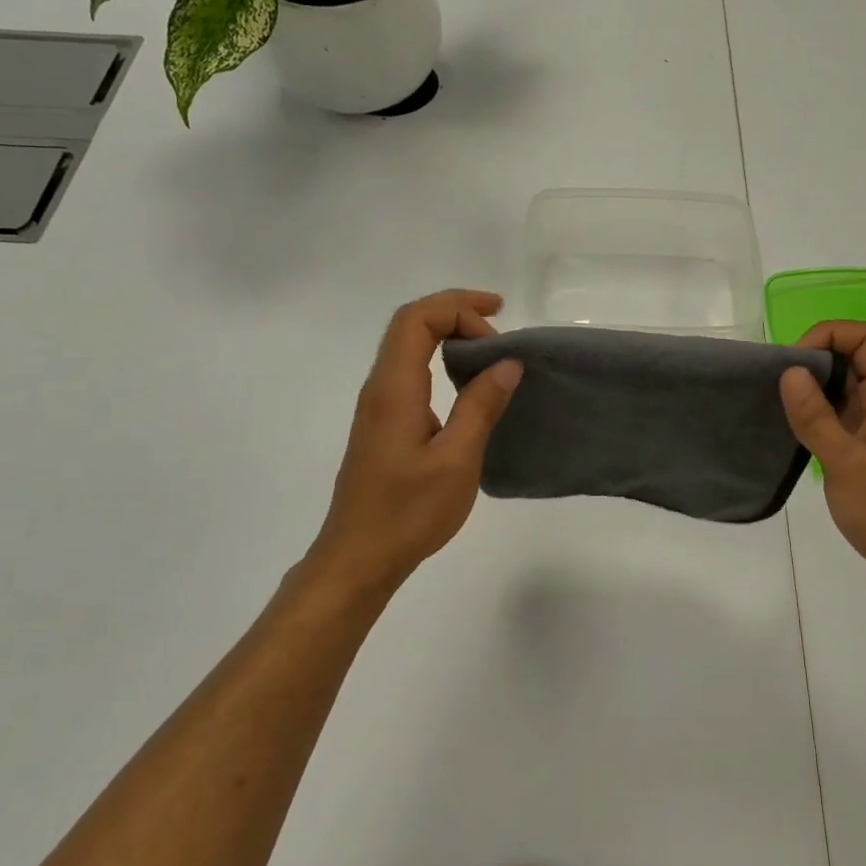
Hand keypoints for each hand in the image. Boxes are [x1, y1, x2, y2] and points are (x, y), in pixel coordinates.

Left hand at [310, 290, 522, 598]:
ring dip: (448, 335)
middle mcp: (380, 388)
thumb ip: (481, 406)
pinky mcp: (383, 424)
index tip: (499, 321)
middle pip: (410, 324)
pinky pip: (410, 371)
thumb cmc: (408, 512)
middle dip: (455, 311)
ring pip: (408, 346)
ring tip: (490, 350)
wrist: (358, 559)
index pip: (417, 319)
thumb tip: (507, 364)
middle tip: (499, 325)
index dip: (458, 307)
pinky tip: (467, 384)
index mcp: (394, 389)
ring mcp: (378, 406)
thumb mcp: (457, 460)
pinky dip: (440, 359)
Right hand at [778, 321, 865, 609]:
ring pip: (843, 387)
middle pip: (852, 357)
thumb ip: (815, 416)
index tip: (794, 363)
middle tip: (776, 384)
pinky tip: (791, 430)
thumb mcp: (846, 463)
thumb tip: (789, 372)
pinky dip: (815, 414)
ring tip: (776, 405)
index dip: (829, 335)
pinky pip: (839, 416)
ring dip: (811, 388)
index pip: (865, 338)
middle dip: (813, 360)